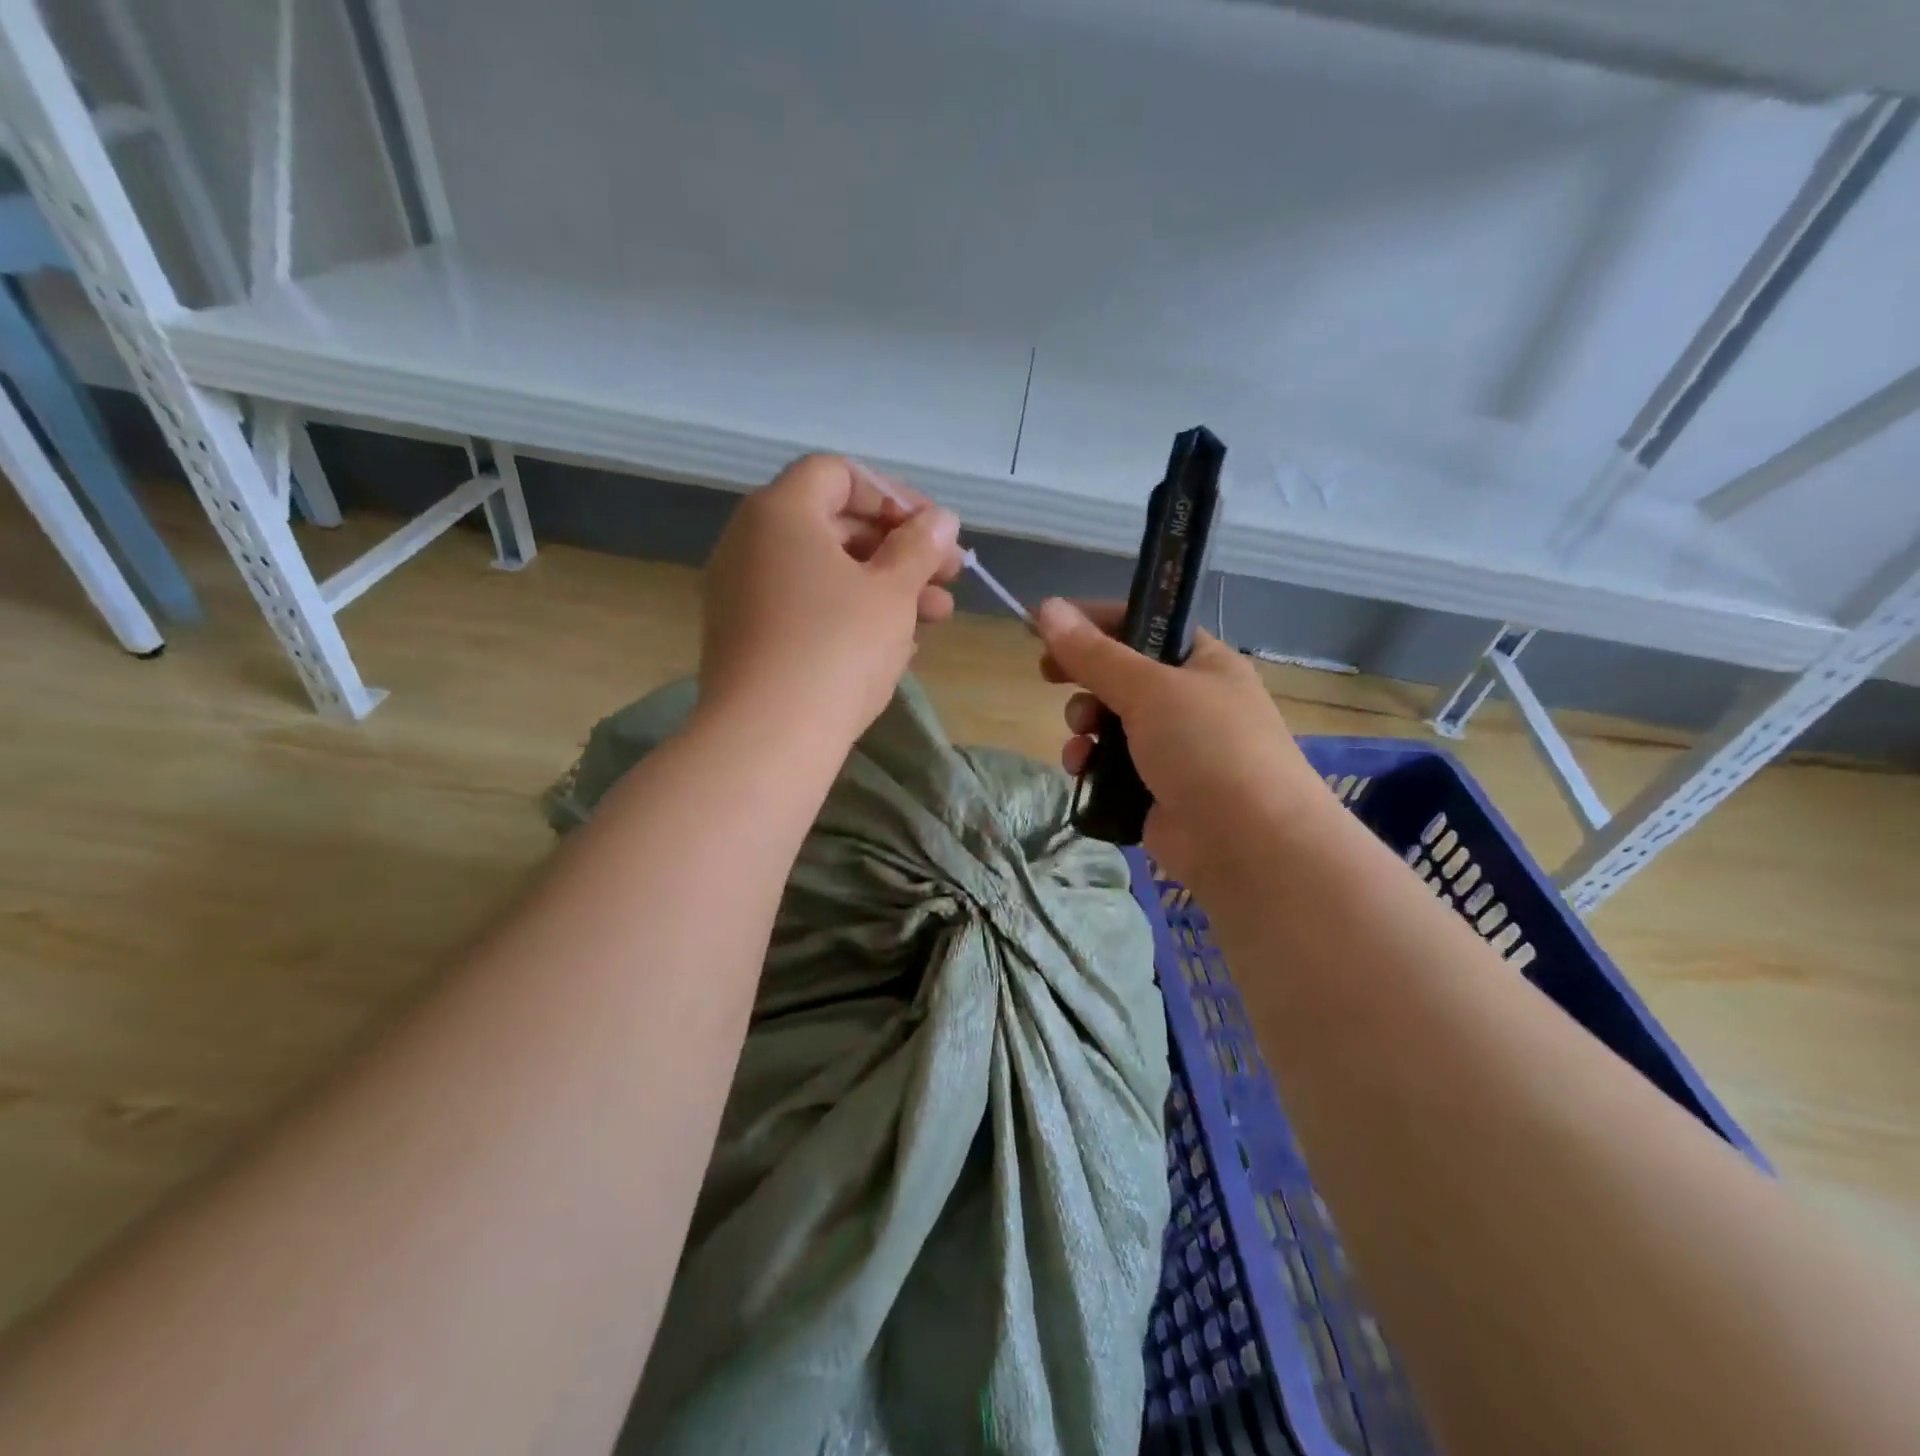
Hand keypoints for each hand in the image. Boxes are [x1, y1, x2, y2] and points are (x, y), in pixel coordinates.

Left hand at [700, 455, 962, 748]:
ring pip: (827, 573)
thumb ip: (920, 546)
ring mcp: (745, 593)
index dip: (893, 496)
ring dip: (886, 587)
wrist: (768, 736)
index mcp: (781, 512)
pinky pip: (808, 609)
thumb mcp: (892, 591)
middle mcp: (752, 542)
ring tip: (939, 617)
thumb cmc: (837, 646)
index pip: (839, 475)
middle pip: (836, 526)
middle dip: (900, 549)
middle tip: (950, 576)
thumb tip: (941, 519)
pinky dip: (852, 616)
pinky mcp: (749, 637)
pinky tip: (897, 646)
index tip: (933, 531)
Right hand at [1036, 598, 1333, 890]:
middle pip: (1120, 675)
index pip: (1142, 624)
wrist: (1249, 846)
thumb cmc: (1208, 748)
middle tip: (1048, 675)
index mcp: (1202, 663)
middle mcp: (1189, 701)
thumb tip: (1046, 607)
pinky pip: (1110, 765)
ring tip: (1081, 737)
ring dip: (1084, 725)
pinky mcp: (1155, 791)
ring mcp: (1173, 749)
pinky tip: (1081, 769)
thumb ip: (1093, 653)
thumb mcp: (1148, 689)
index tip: (1048, 624)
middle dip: (1084, 678)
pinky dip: (1091, 763)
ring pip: (1109, 723)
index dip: (1094, 621)